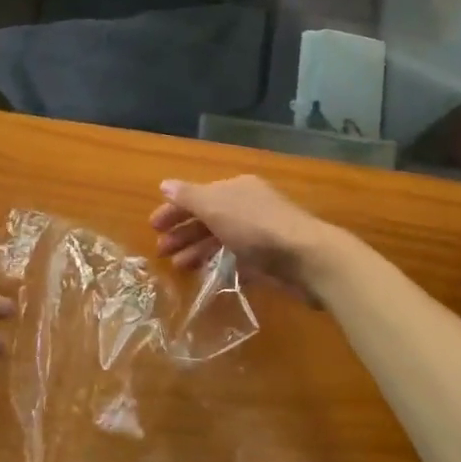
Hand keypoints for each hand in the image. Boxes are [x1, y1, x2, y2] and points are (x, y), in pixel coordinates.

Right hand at [150, 176, 344, 302]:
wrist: (307, 259)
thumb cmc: (256, 227)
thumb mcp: (216, 207)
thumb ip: (189, 197)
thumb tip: (165, 185)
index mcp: (236, 189)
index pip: (198, 195)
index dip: (174, 209)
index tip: (153, 227)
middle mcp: (248, 207)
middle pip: (209, 217)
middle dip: (184, 232)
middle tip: (161, 251)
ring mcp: (260, 234)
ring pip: (222, 239)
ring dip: (198, 250)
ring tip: (179, 267)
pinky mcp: (269, 260)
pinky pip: (238, 259)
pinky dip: (221, 265)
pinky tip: (207, 276)